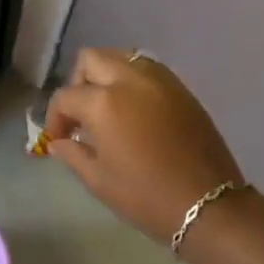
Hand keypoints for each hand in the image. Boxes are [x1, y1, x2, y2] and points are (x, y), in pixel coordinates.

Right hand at [45, 49, 246, 242]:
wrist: (208, 206)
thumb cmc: (146, 196)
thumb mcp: (98, 180)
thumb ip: (72, 153)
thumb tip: (59, 142)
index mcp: (103, 102)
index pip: (66, 96)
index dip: (55, 118)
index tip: (58, 139)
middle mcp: (129, 80)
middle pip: (91, 59)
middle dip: (78, 83)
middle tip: (81, 114)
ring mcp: (160, 81)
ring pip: (122, 57)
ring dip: (107, 76)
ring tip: (109, 107)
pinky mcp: (182, 89)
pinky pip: (148, 70)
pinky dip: (134, 80)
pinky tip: (136, 110)